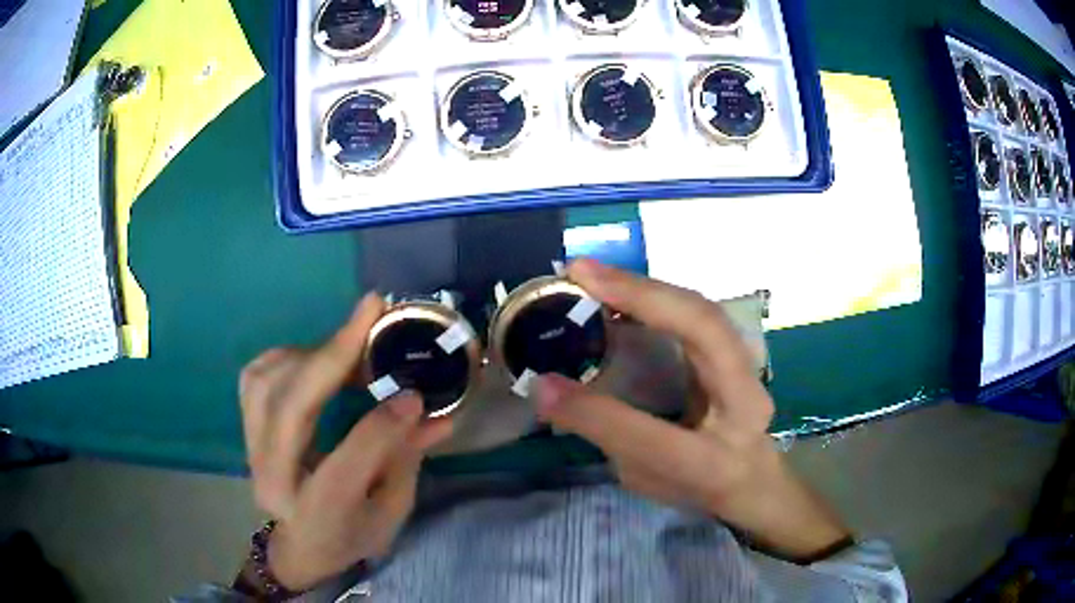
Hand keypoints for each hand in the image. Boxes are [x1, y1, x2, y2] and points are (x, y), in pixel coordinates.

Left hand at [238, 293, 452, 589]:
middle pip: (291, 409)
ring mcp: (252, 450)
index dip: (380, 426)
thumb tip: (438, 413)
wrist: (301, 545)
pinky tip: (317, 357)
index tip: (414, 394)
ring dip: (312, 352)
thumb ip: (407, 459)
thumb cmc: (351, 535)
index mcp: (317, 514)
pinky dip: (288, 355)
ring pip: (268, 382)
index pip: (345, 465)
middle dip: (333, 355)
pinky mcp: (246, 428)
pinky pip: (257, 375)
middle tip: (372, 312)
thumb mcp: (390, 512)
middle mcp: (273, 479)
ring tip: (350, 344)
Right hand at [533, 259, 849, 561]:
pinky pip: (699, 311)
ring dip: (647, 286)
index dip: (599, 413)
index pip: (658, 441)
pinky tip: (625, 287)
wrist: (754, 477)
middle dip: (640, 295)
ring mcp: (750, 371)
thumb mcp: (646, 479)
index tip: (543, 382)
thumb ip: (605, 435)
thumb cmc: (697, 485)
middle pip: (706, 333)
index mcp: (717, 465)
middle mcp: (746, 408)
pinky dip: (658, 294)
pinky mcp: (739, 349)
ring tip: (594, 274)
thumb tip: (547, 388)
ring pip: (704, 310)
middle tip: (580, 273)